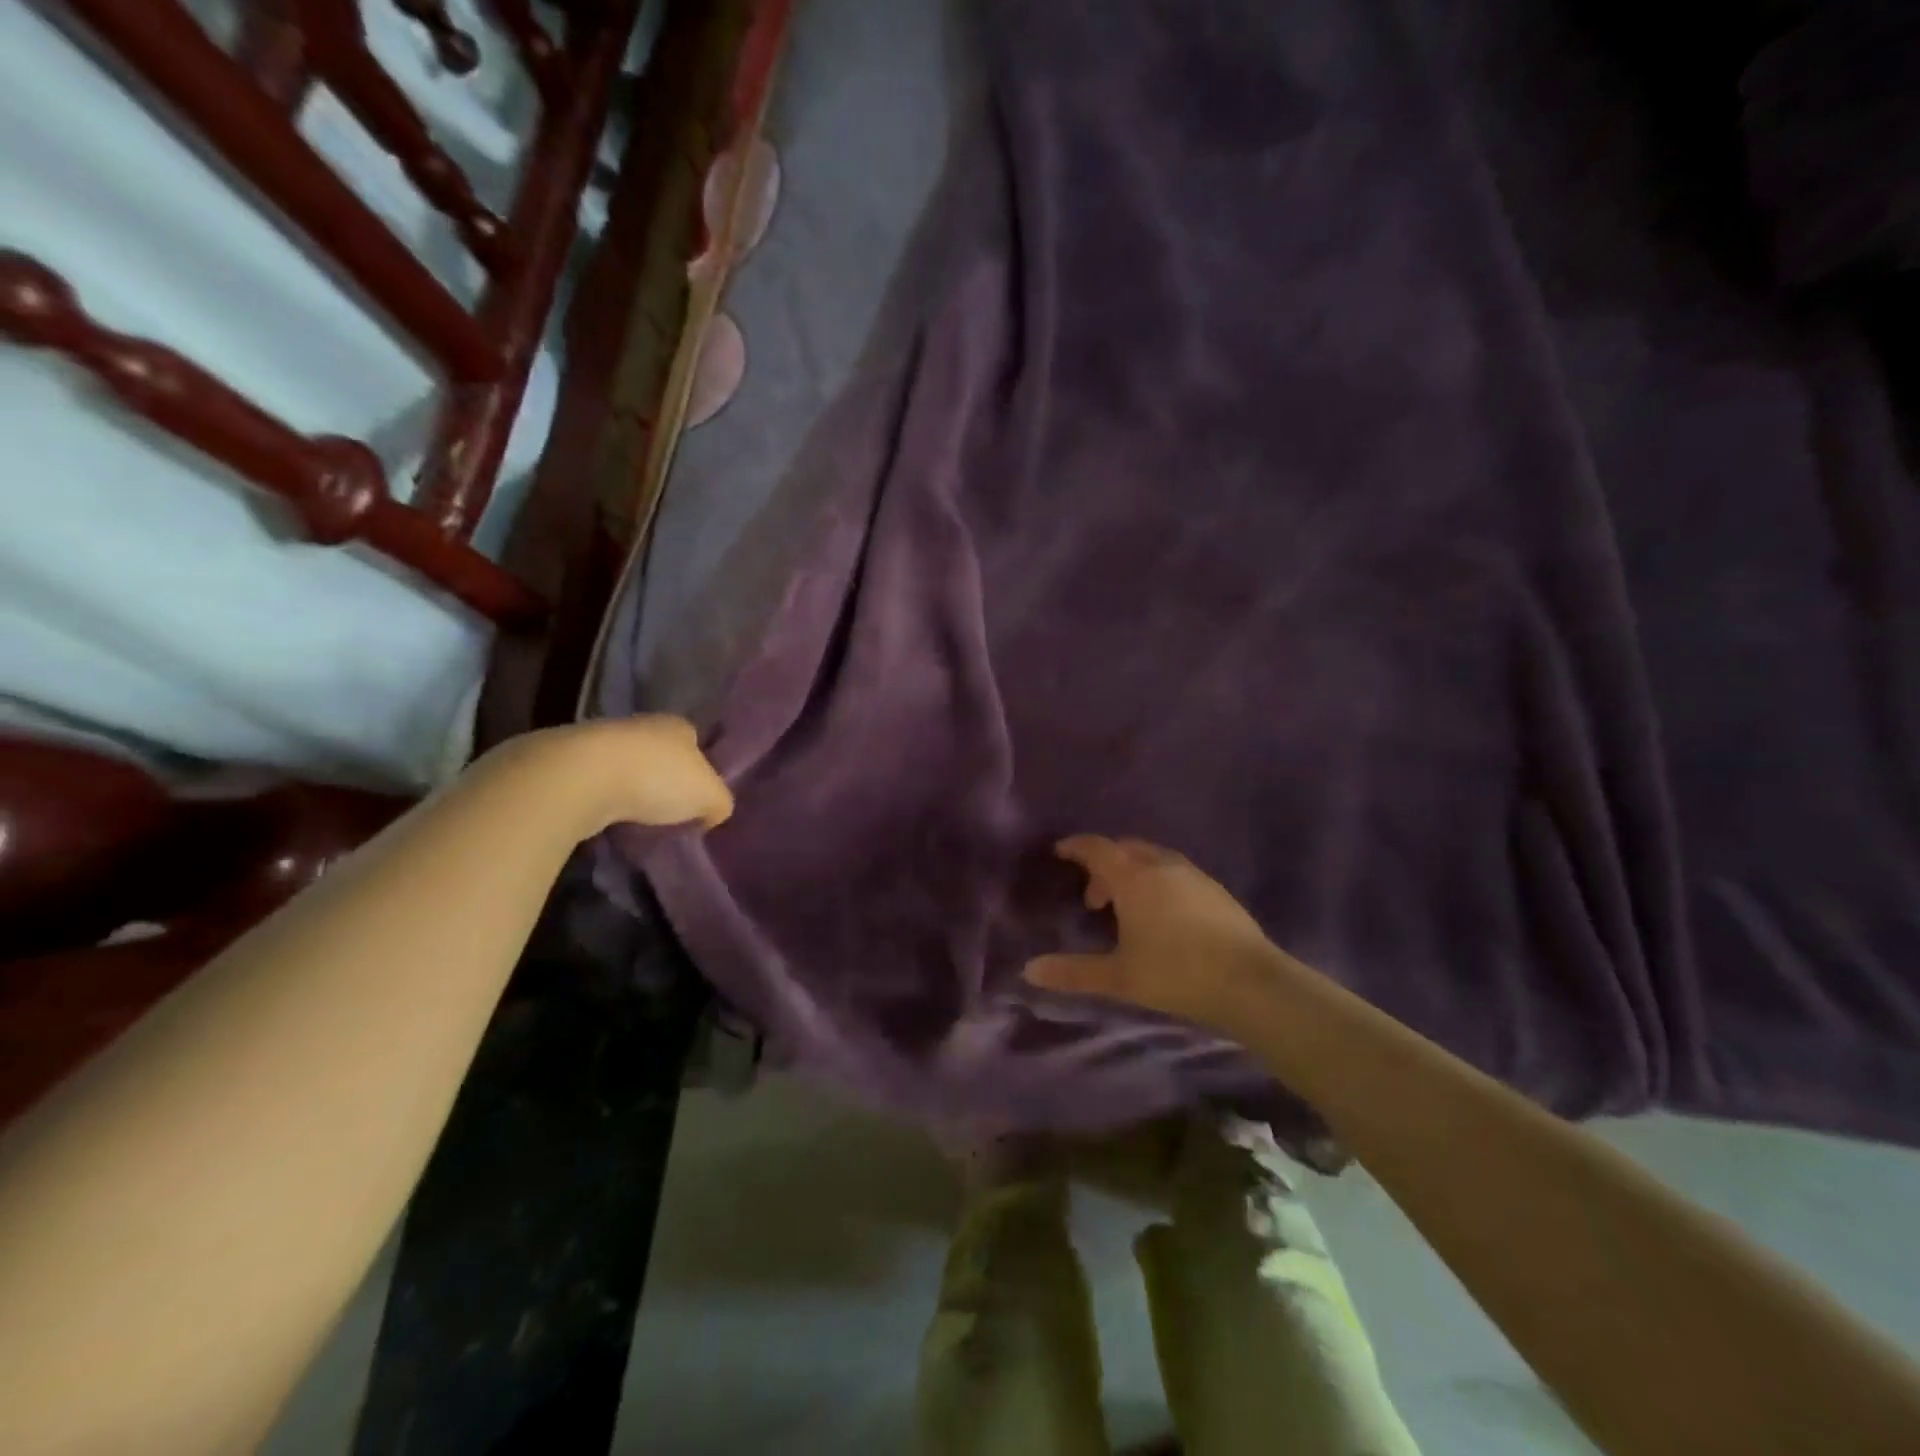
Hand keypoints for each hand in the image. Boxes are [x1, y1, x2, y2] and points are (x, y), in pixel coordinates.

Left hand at [489, 717, 733, 836]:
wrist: (579, 778)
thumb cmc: (657, 779)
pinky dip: (601, 801)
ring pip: (624, 768)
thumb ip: (720, 803)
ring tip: (635, 823)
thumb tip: (712, 813)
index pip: (695, 742)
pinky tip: (605, 822)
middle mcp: (640, 725)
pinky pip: (594, 784)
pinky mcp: (566, 762)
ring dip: (628, 791)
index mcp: (677, 725)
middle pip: (659, 754)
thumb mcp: (711, 797)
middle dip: (662, 780)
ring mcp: (599, 741)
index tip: (697, 798)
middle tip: (668, 813)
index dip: (699, 769)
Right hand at [1023, 835, 1291, 1033]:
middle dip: (1104, 865)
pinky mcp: (1215, 889)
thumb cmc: (1176, 974)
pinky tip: (1163, 916)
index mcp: (1133, 878)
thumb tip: (1029, 971)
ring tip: (1127, 910)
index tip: (1060, 852)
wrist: (1250, 983)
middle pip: (1125, 849)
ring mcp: (1193, 875)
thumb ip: (1073, 972)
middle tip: (1094, 900)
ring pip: (1152, 859)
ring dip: (1132, 873)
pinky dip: (1157, 881)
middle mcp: (1162, 866)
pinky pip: (1174, 871)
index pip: (1097, 848)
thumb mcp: (1119, 977)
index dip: (1076, 846)